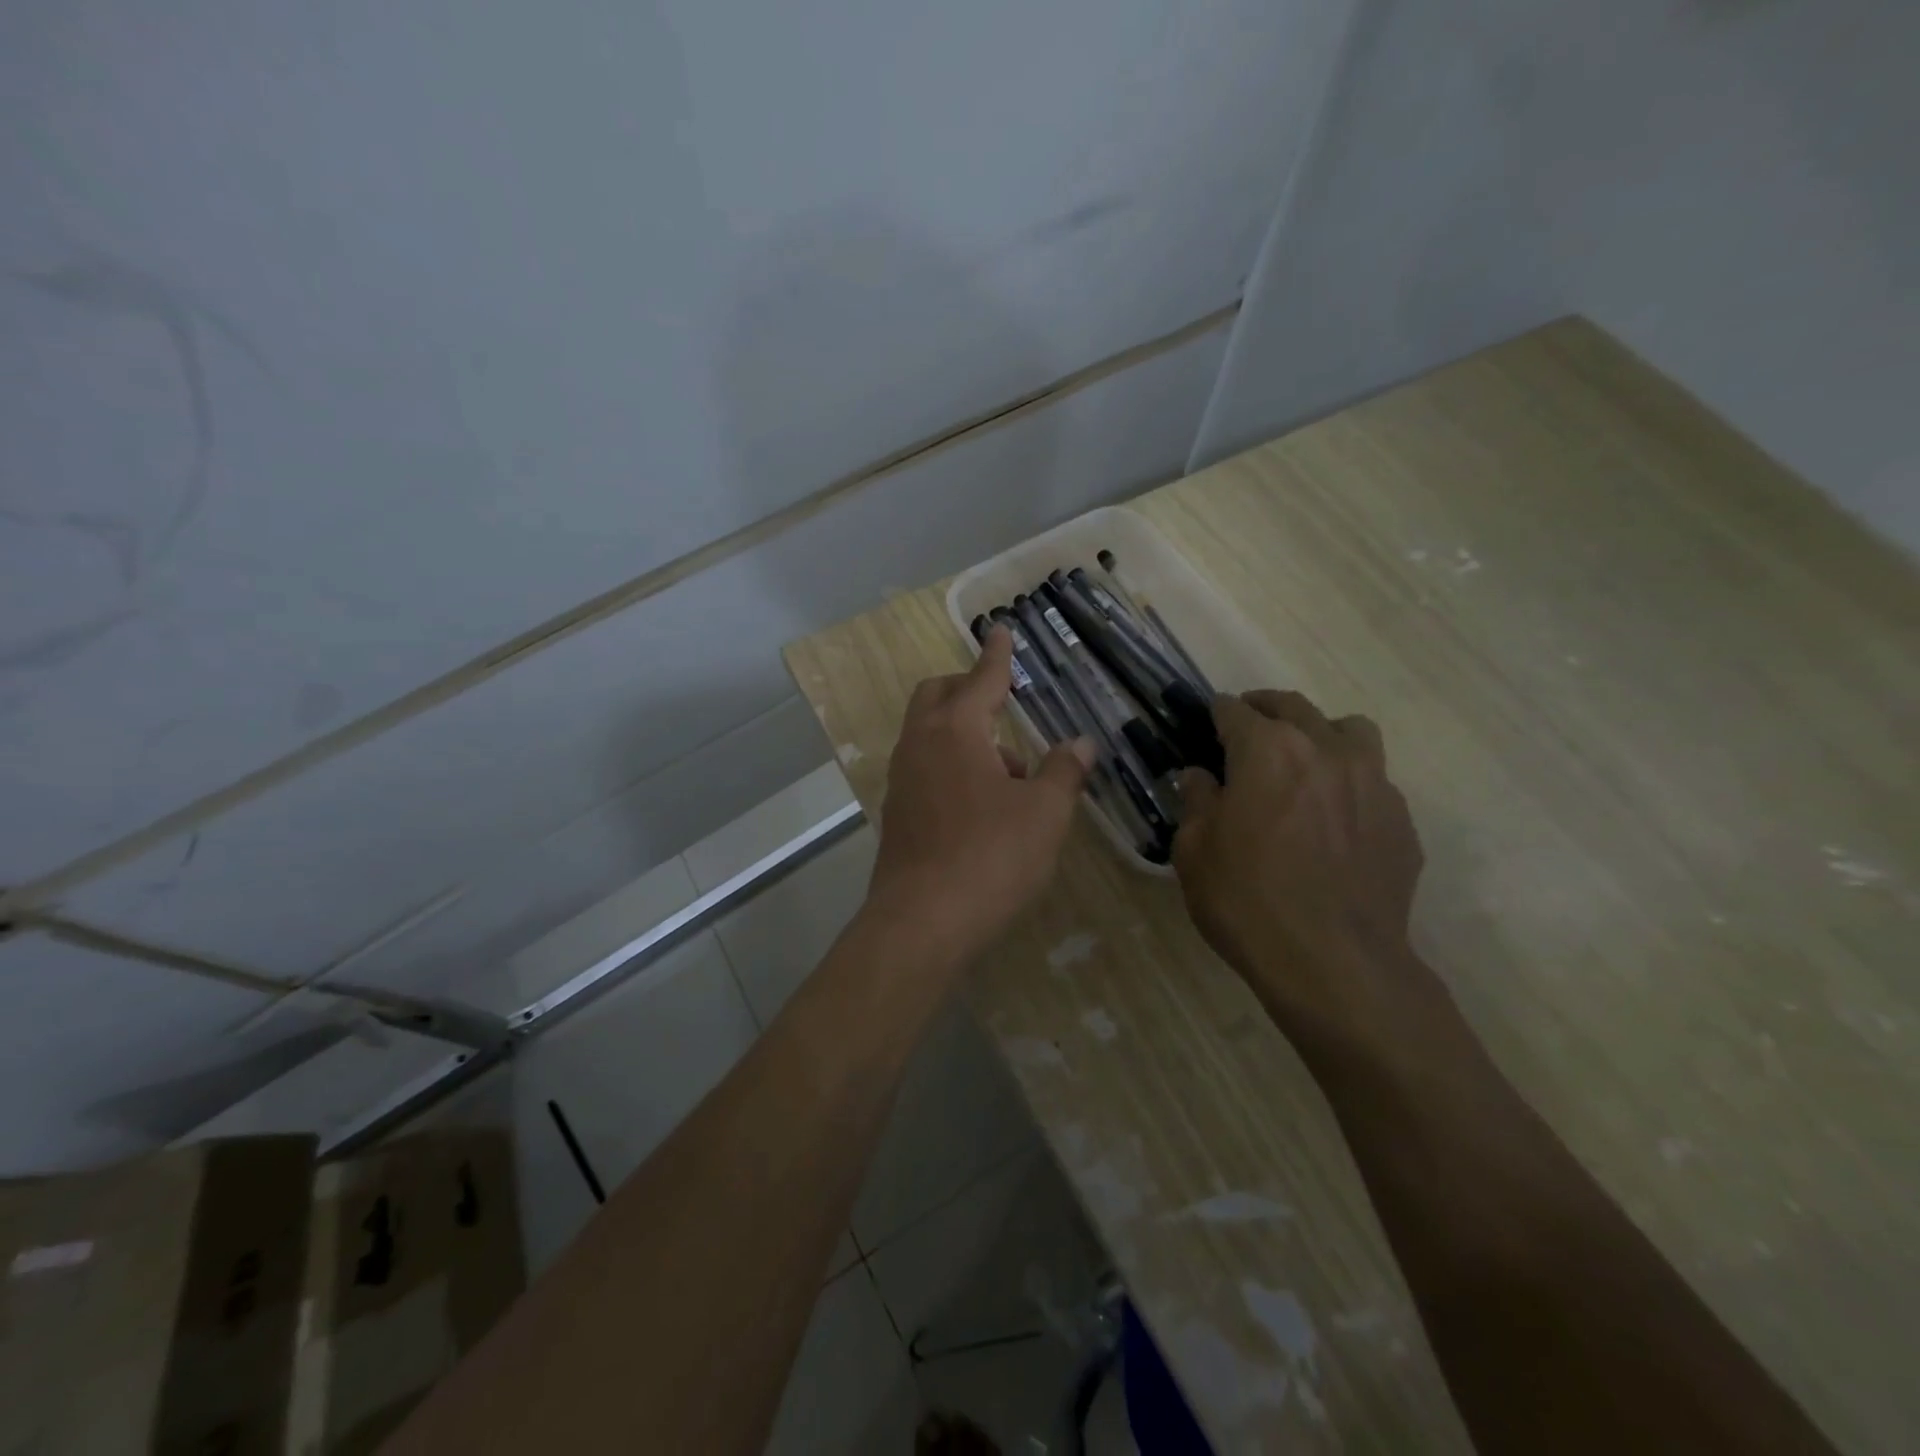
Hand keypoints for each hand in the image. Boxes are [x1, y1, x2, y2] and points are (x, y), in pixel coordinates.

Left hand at [866, 627, 1096, 968]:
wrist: (922, 921)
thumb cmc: (991, 857)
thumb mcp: (1044, 813)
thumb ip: (1064, 771)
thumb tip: (1083, 743)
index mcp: (955, 730)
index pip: (982, 678)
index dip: (997, 655)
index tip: (1000, 630)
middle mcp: (920, 745)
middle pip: (938, 695)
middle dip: (969, 688)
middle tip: (1003, 704)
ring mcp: (902, 779)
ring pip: (929, 733)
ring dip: (965, 734)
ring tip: (1011, 775)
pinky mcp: (897, 813)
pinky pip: (924, 768)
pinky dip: (951, 765)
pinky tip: (982, 805)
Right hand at [1173, 690, 1424, 1030]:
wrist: (1333, 963)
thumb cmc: (1247, 901)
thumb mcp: (1195, 851)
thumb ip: (1197, 802)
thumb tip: (1200, 776)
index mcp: (1267, 750)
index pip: (1236, 712)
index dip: (1217, 712)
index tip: (1207, 719)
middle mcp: (1325, 750)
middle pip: (1294, 707)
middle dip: (1265, 708)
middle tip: (1247, 725)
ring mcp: (1372, 782)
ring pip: (1350, 730)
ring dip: (1320, 732)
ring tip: (1304, 759)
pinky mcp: (1400, 820)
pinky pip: (1374, 781)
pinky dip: (1349, 783)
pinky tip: (1335, 818)